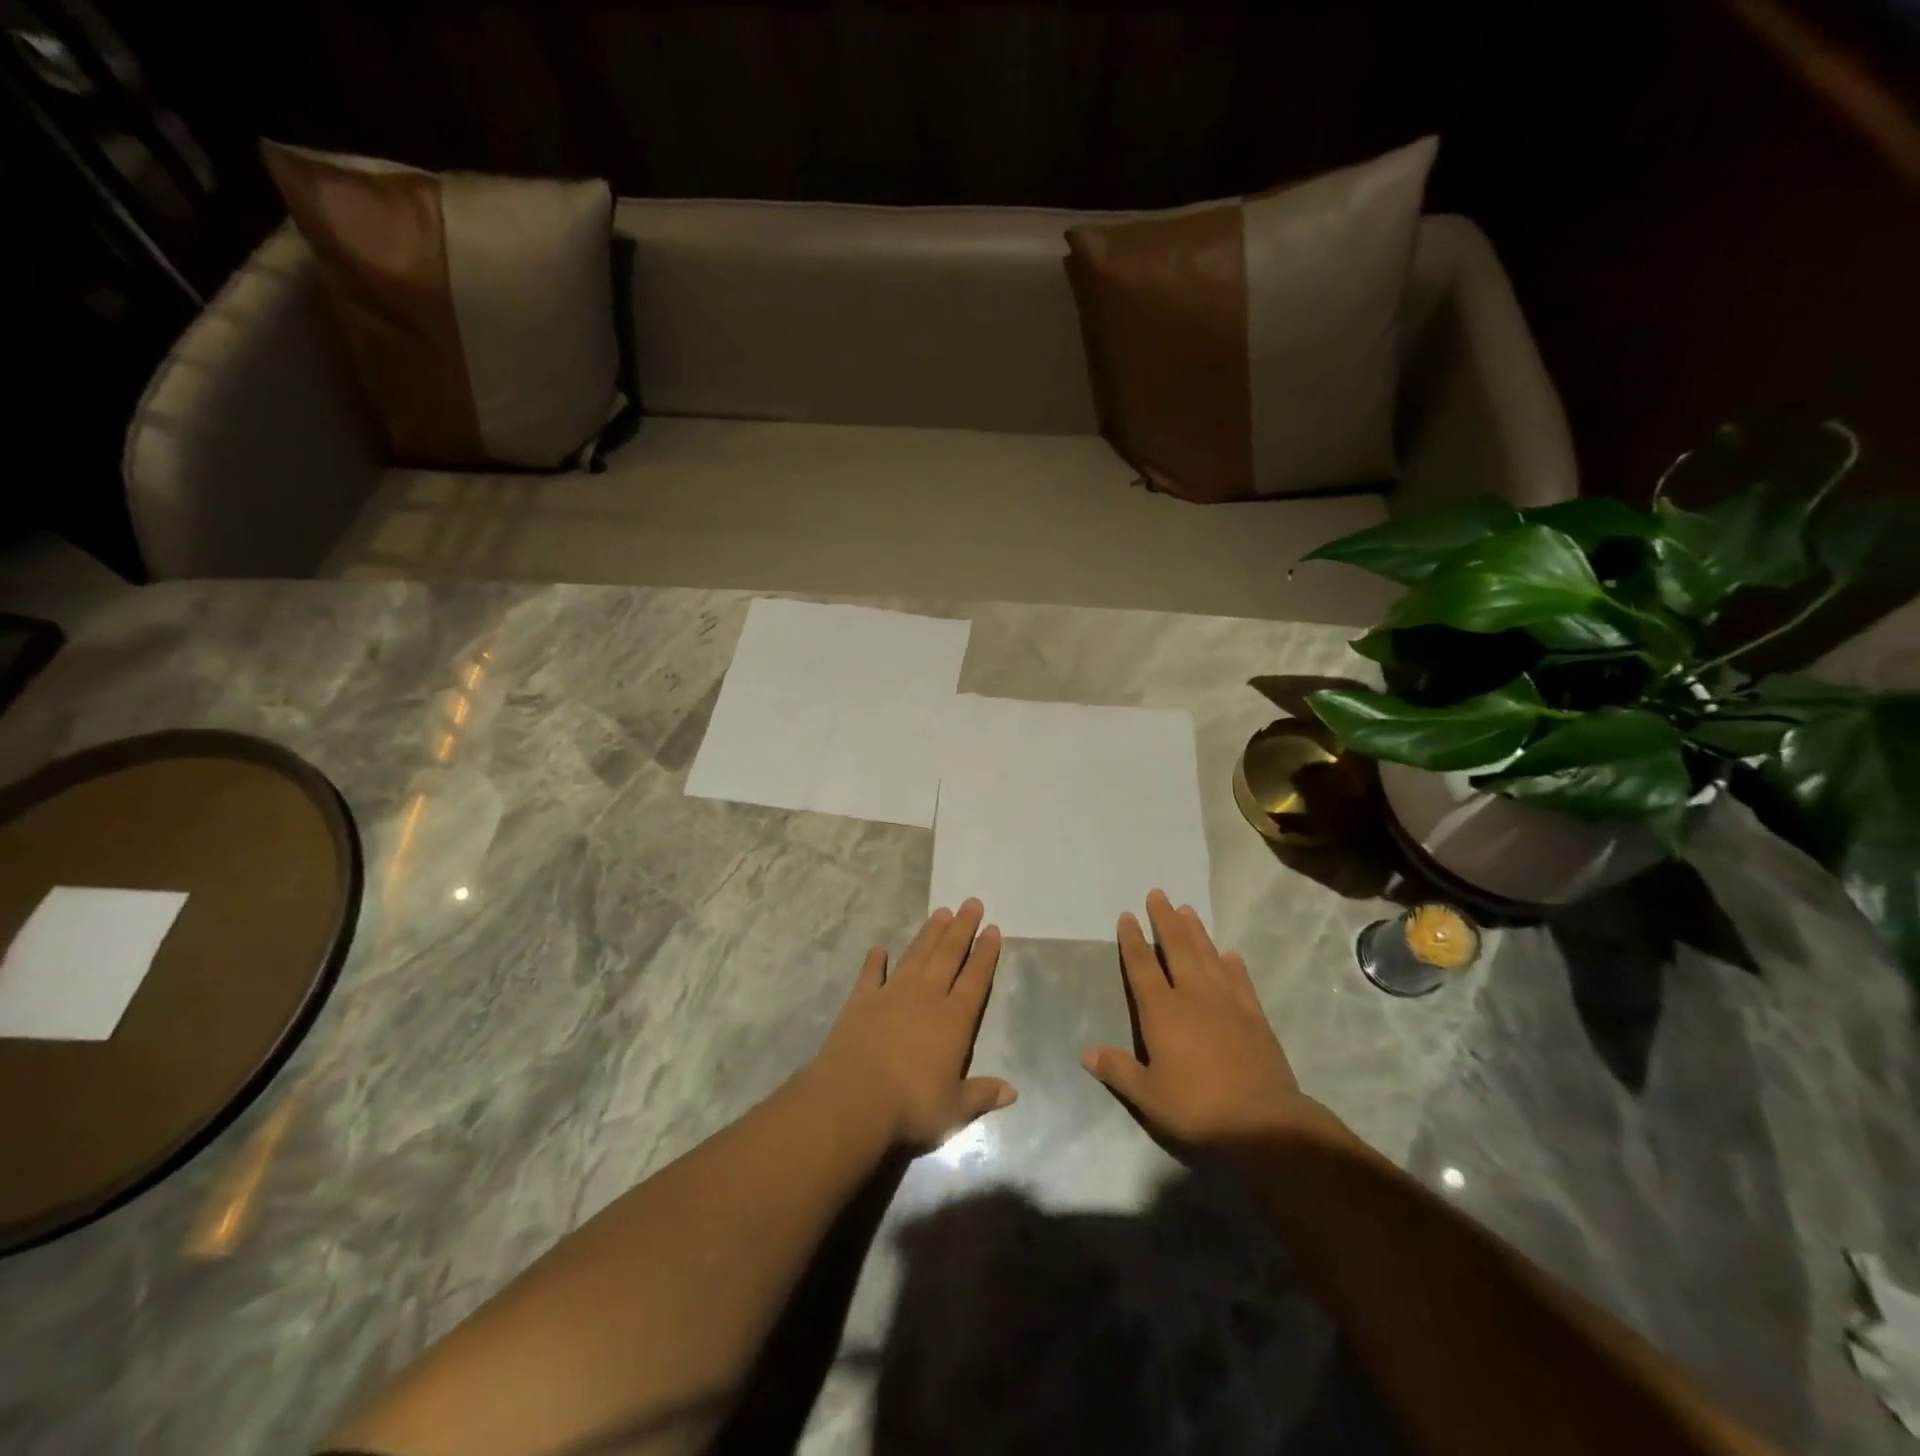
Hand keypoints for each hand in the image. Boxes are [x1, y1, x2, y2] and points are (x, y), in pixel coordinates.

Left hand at [810, 899, 1014, 1147]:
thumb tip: (1012, 1091)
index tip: (992, 929)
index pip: (975, 979)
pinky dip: (875, 961)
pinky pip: (871, 975)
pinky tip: (879, 949)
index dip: (985, 954)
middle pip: (948, 956)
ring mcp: (892, 994)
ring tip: (941, 912)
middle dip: (962, 929)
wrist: (854, 1099)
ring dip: (929, 934)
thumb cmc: (911, 1106)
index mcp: (954, 1020)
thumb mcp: (954, 1109)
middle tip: (972, 903)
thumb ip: (982, 1094)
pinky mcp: (861, 1001)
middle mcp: (926, 997)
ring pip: (916, 956)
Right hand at [1084, 890, 1327, 1147]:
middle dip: (1165, 920)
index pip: (1142, 967)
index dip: (1133, 940)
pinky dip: (1233, 965)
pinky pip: (1240, 980)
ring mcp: (1227, 1003)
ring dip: (1196, 932)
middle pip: (1177, 948)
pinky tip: (1230, 954)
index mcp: (1162, 1012)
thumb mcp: (1149, 1096)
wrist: (1262, 1123)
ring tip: (1187, 910)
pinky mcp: (1254, 1016)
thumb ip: (1118, 1070)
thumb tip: (1087, 1054)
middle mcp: (1193, 996)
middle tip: (1159, 894)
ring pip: (1208, 956)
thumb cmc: (1197, 1108)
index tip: (1127, 916)